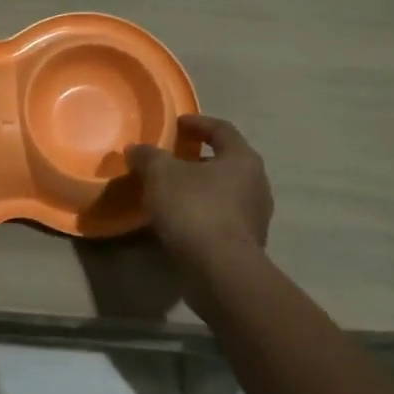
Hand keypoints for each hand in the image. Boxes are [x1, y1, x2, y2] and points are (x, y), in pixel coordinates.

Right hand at [126, 115, 273, 277]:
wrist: (220, 270)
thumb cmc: (194, 209)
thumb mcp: (161, 174)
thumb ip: (148, 157)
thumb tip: (136, 149)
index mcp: (242, 159)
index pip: (222, 129)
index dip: (198, 123)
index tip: (177, 123)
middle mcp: (257, 184)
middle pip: (226, 161)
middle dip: (198, 158)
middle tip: (172, 159)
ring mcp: (256, 217)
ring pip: (225, 192)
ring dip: (200, 188)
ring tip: (172, 191)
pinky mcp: (247, 244)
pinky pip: (222, 218)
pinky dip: (203, 213)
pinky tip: (180, 220)